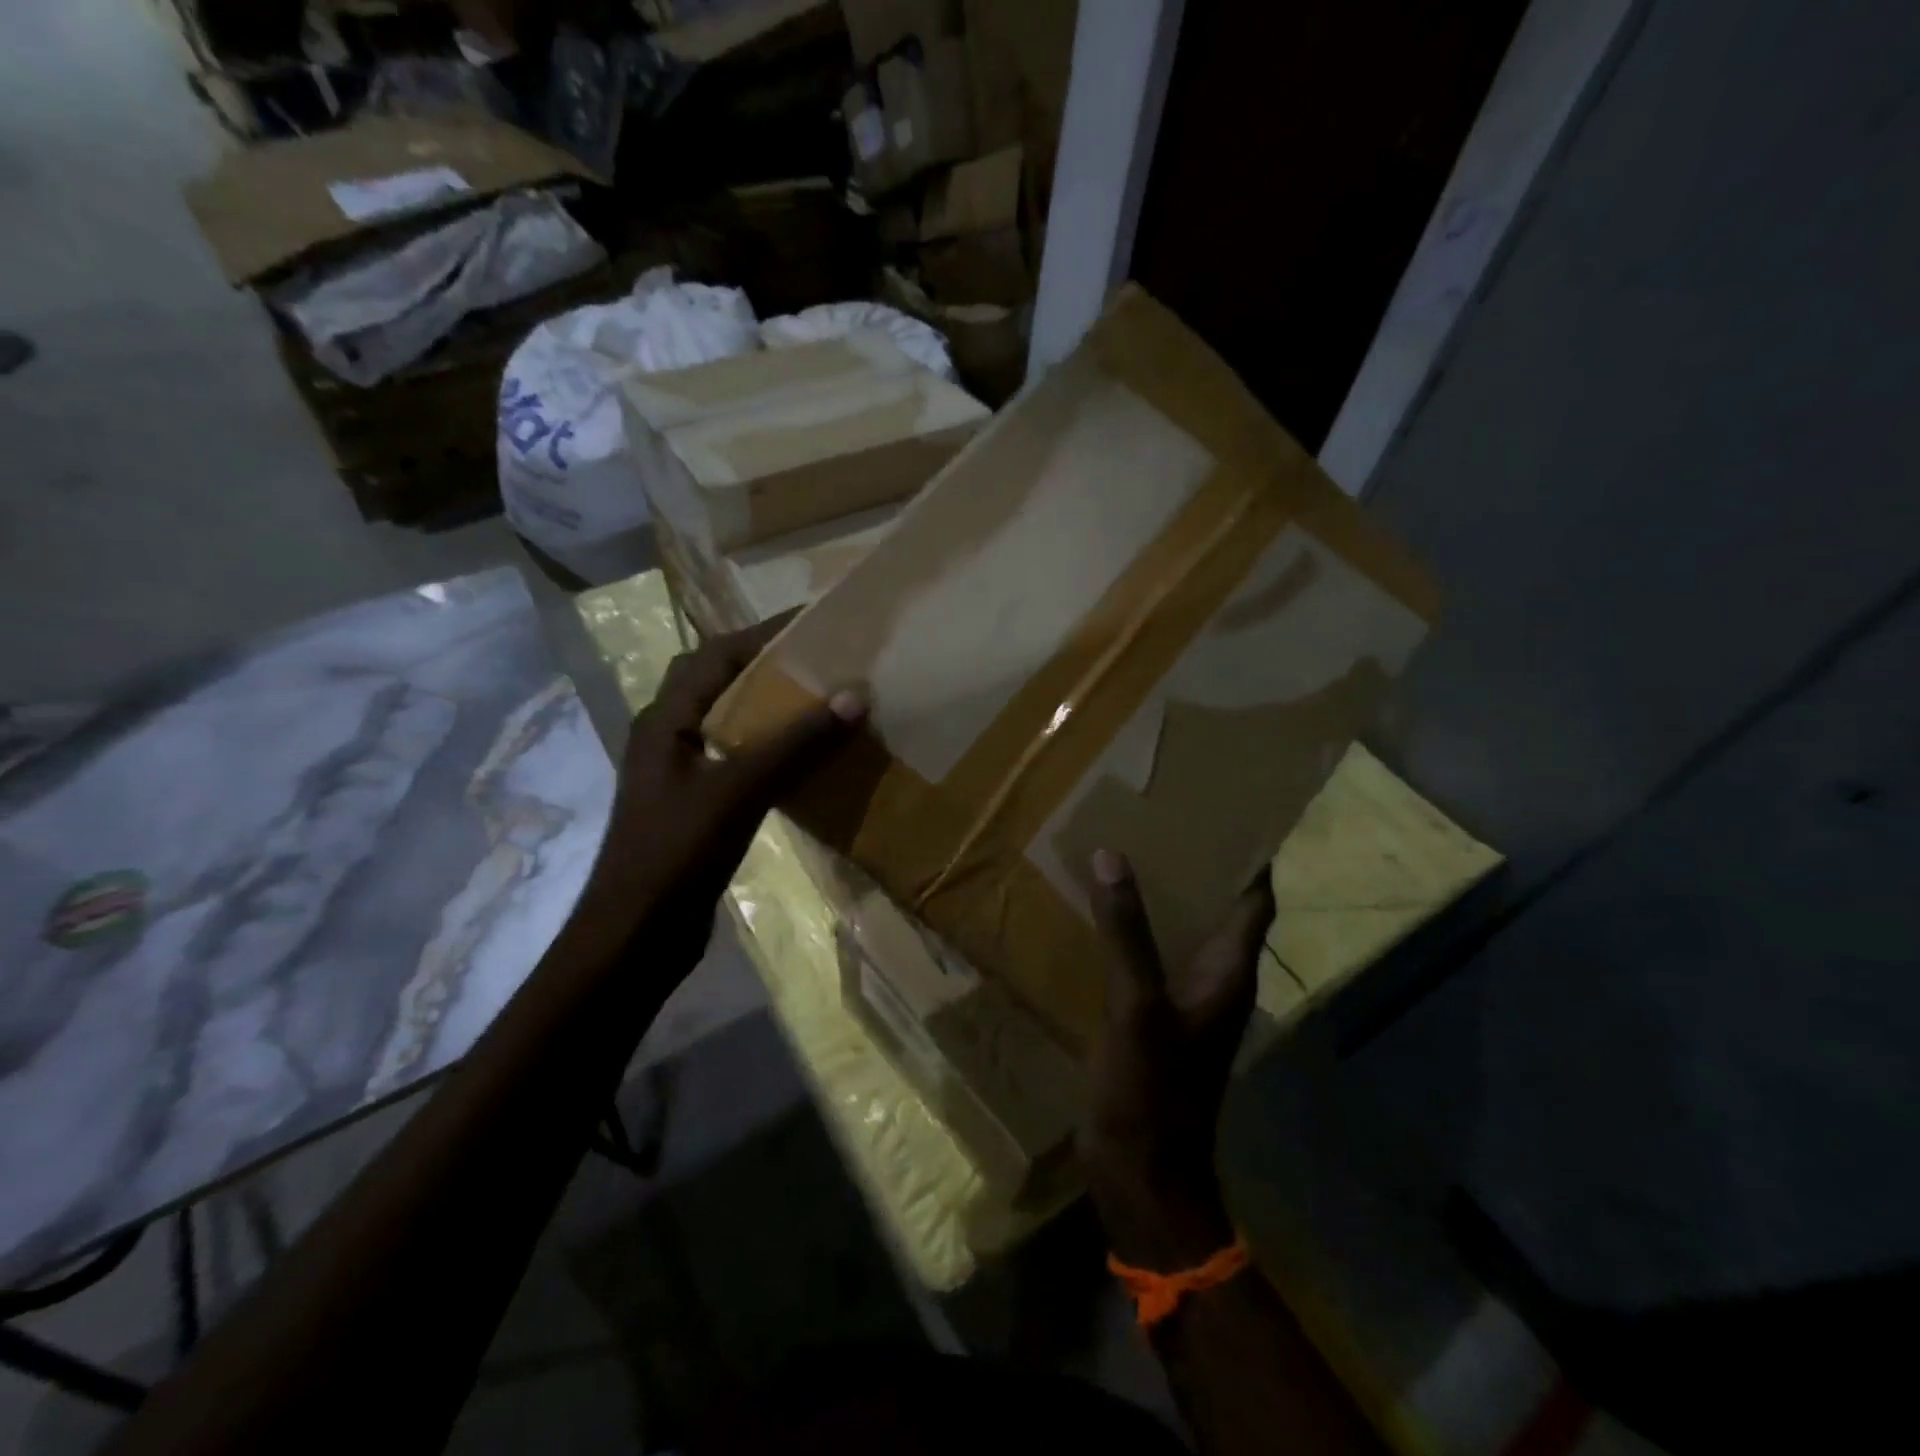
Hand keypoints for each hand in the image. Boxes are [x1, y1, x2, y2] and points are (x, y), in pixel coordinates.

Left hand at [582, 612, 864, 973]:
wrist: (635, 937)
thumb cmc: (676, 853)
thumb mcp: (738, 790)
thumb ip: (795, 743)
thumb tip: (853, 696)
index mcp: (666, 720)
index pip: (716, 655)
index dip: (764, 634)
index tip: (816, 623)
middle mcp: (670, 736)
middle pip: (721, 683)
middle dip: (769, 666)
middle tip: (825, 661)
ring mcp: (682, 773)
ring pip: (732, 723)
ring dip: (772, 708)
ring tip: (824, 701)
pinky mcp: (698, 806)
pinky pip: (741, 760)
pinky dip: (773, 749)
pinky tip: (808, 760)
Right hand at [1079, 850, 1274, 1268]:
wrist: (1139, 1176)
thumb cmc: (1151, 1091)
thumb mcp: (1136, 1006)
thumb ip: (1126, 933)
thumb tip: (1112, 857)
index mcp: (1228, 971)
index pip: (1254, 898)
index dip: (1248, 854)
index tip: (1223, 808)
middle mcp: (1215, 979)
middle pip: (1218, 906)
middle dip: (1196, 862)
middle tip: (1159, 814)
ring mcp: (1184, 1000)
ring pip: (1181, 929)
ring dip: (1162, 892)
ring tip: (1126, 847)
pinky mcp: (1154, 1017)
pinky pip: (1150, 956)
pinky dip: (1134, 927)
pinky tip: (1099, 909)